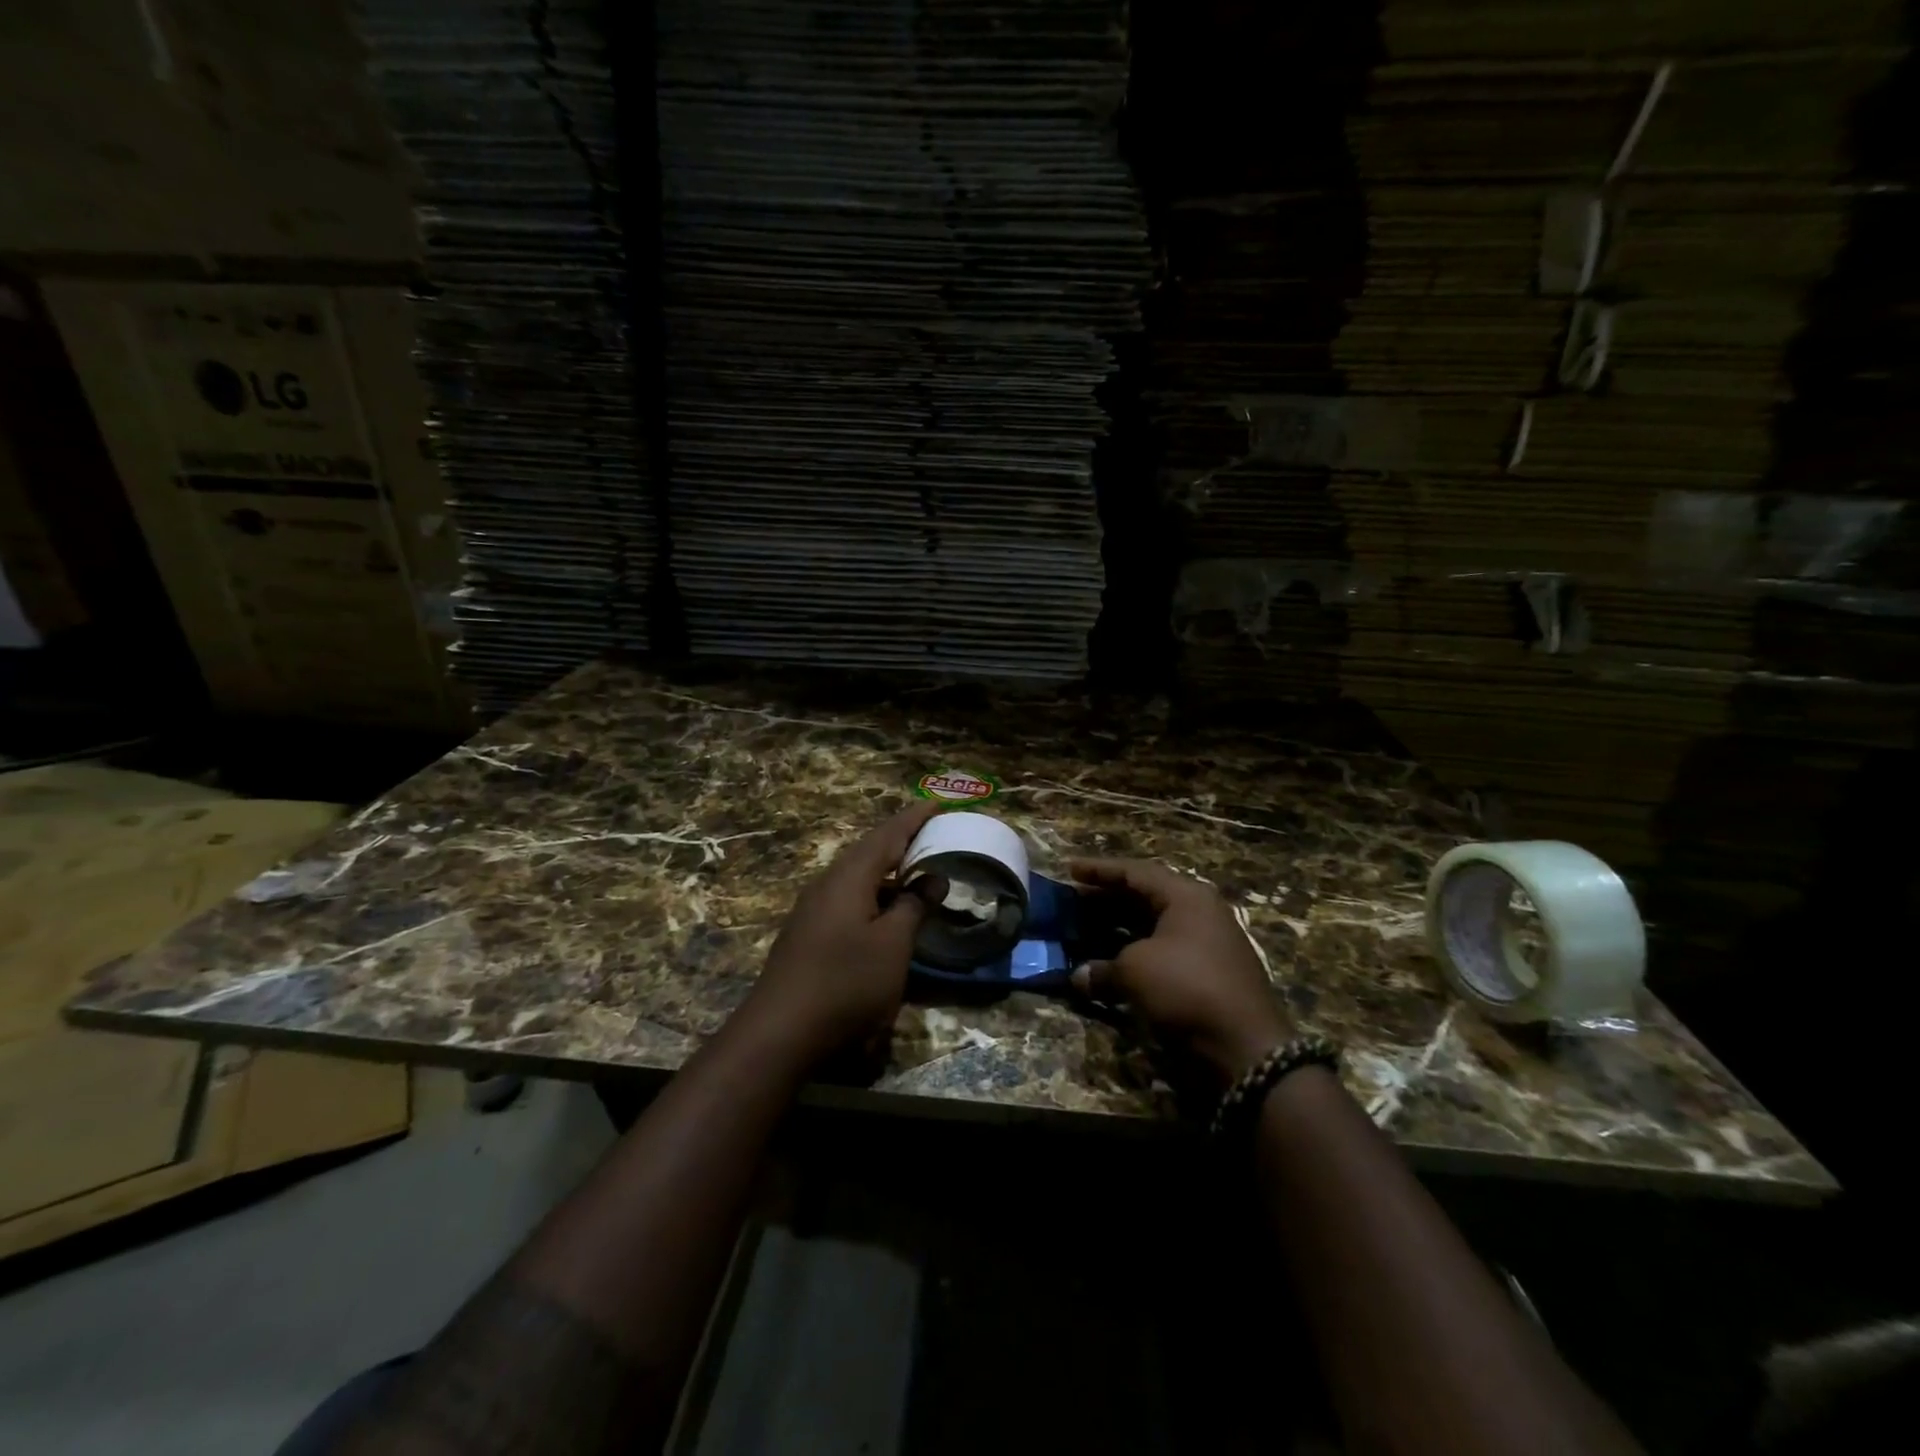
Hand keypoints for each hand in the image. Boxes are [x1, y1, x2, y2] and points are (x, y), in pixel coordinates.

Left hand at [742, 801, 940, 1067]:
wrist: (780, 1032)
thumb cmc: (846, 982)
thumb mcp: (893, 945)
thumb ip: (914, 906)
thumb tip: (933, 878)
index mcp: (849, 877)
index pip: (887, 835)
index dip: (914, 818)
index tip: (937, 803)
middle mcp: (827, 883)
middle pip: (869, 851)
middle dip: (900, 840)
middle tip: (931, 834)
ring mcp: (813, 908)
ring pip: (856, 876)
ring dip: (887, 870)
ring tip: (915, 870)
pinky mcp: (808, 932)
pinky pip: (848, 897)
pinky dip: (874, 893)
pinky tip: (886, 912)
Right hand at [1069, 858, 1294, 1085]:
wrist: (1244, 1047)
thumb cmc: (1186, 988)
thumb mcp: (1135, 971)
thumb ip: (1102, 968)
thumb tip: (1078, 977)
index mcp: (1186, 896)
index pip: (1135, 872)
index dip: (1099, 870)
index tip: (1069, 870)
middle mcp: (1199, 913)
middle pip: (1144, 896)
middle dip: (1106, 899)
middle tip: (1073, 902)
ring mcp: (1205, 945)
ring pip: (1152, 926)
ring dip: (1117, 928)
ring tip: (1084, 930)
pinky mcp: (1205, 975)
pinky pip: (1160, 952)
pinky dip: (1133, 954)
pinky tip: (1109, 963)